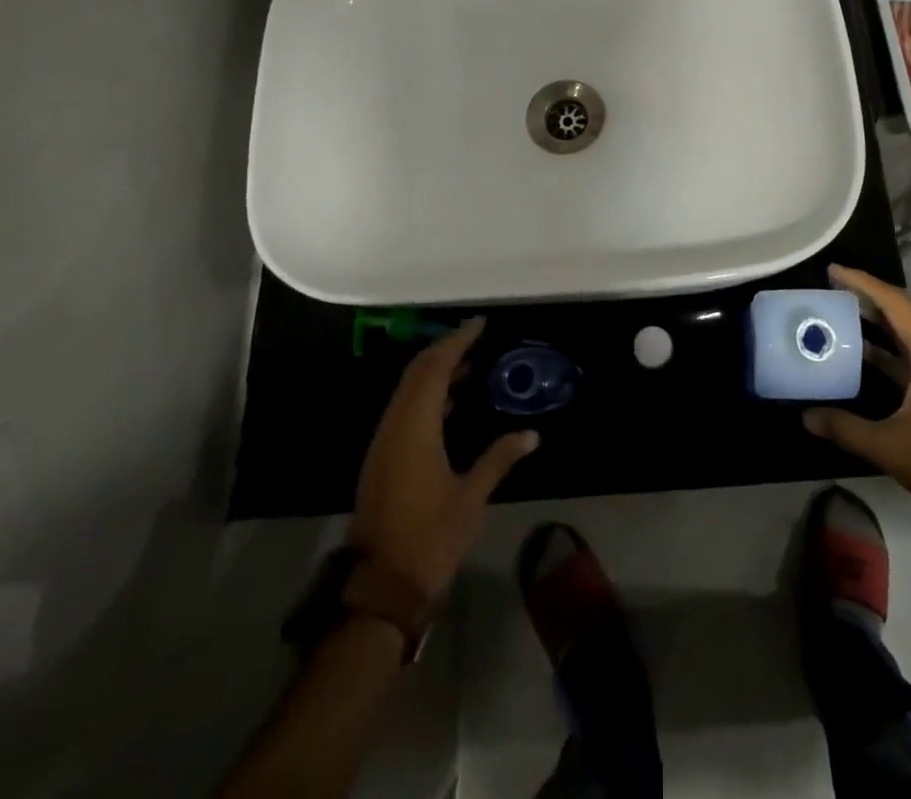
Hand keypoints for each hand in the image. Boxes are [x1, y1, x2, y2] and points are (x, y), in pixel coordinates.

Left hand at [350, 318, 538, 601]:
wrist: (379, 587)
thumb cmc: (429, 538)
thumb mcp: (471, 498)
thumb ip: (499, 459)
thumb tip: (532, 434)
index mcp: (415, 428)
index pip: (435, 368)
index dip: (457, 341)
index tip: (480, 324)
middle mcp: (395, 426)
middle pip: (417, 373)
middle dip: (446, 350)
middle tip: (477, 339)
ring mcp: (384, 442)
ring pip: (408, 391)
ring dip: (436, 372)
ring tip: (471, 365)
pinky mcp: (382, 458)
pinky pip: (405, 409)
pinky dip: (427, 395)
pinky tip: (452, 404)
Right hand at [803, 265, 910, 537]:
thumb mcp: (888, 446)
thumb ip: (844, 427)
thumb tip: (806, 416)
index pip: (894, 303)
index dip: (862, 283)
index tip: (832, 272)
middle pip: (900, 315)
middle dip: (865, 300)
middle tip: (829, 292)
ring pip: (905, 338)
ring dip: (874, 327)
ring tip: (837, 320)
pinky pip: (910, 359)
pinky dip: (885, 354)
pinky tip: (860, 362)